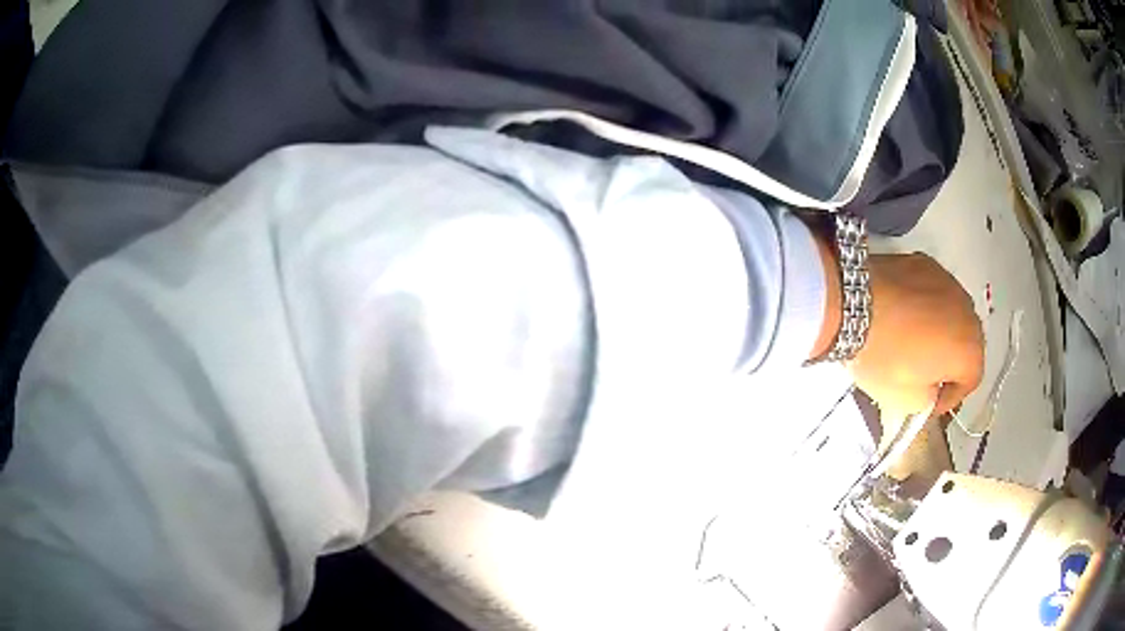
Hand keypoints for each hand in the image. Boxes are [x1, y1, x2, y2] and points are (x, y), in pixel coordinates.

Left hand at [849, 253, 984, 416]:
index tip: (930, 402)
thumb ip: (928, 400)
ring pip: (952, 315)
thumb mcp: (905, 401)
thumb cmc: (884, 356)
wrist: (853, 303)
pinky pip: (933, 292)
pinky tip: (902, 315)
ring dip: (939, 331)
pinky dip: (925, 306)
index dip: (949, 397)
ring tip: (911, 343)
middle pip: (966, 343)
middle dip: (948, 362)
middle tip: (924, 374)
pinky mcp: (926, 262)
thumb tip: (928, 391)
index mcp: (970, 348)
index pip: (971, 380)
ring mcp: (948, 281)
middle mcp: (967, 311)